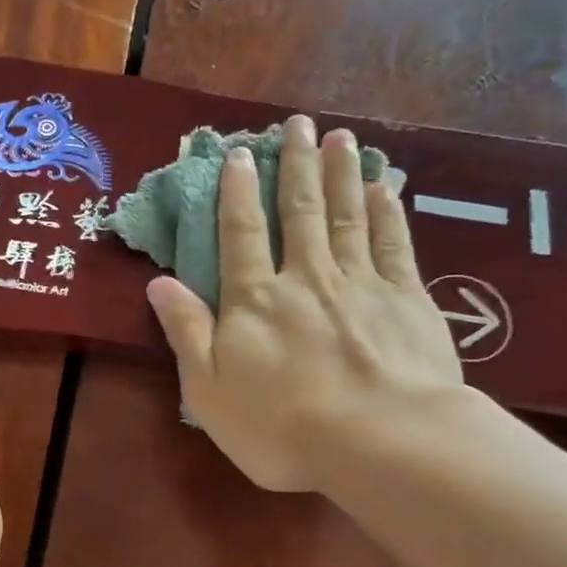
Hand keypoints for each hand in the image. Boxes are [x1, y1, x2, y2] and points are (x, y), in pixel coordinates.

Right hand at [146, 116, 464, 492]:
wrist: (379, 441)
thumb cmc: (282, 428)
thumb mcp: (209, 392)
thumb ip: (187, 333)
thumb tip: (159, 283)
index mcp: (255, 300)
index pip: (240, 234)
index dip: (237, 192)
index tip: (240, 154)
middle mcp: (306, 277)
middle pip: (299, 211)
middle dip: (296, 165)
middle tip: (298, 125)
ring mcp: (361, 283)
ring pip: (347, 215)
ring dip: (341, 174)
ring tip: (339, 138)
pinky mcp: (407, 298)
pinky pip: (393, 242)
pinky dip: (388, 210)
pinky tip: (385, 186)